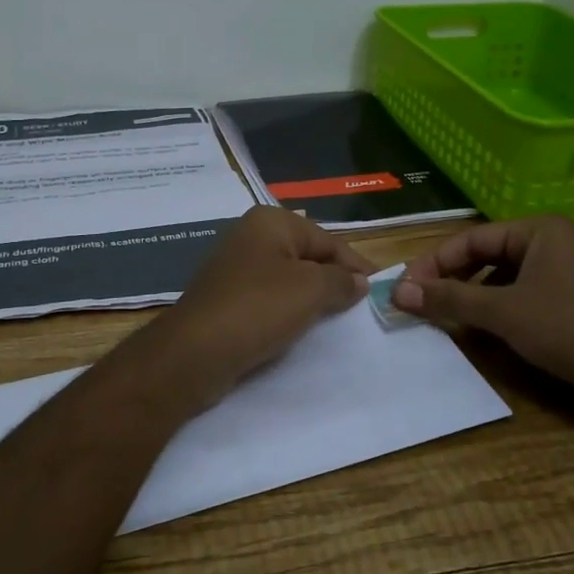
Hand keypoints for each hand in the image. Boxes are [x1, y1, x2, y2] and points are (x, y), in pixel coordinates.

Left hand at [136, 207, 372, 409]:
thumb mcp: (311, 290)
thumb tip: (359, 281)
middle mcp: (250, 236)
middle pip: (306, 256)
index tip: (378, 289)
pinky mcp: (226, 299)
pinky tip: (300, 330)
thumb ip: (341, 281)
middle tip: (360, 308)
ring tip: (336, 321)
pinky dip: (287, 313)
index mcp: (270, 221)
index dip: (354, 264)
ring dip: (310, 299)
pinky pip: (268, 300)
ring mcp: (234, 269)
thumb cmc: (258, 308)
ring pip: (287, 280)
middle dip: (333, 280)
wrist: (195, 351)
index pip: (327, 240)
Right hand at [391, 216, 573, 387]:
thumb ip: (449, 300)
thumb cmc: (567, 329)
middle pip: (486, 255)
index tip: (405, 288)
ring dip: (472, 296)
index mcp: (538, 230)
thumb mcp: (501, 312)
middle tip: (420, 302)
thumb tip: (398, 293)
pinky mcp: (571, 300)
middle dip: (452, 279)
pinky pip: (521, 295)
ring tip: (446, 316)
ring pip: (503, 277)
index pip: (471, 239)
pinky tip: (481, 329)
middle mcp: (552, 242)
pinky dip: (497, 308)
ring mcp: (564, 272)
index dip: (434, 263)